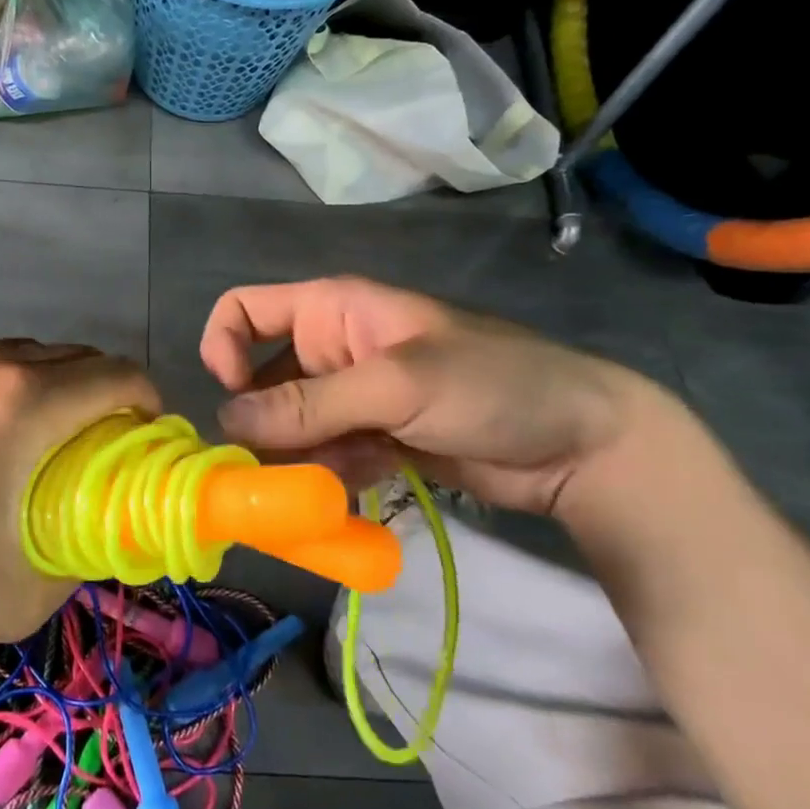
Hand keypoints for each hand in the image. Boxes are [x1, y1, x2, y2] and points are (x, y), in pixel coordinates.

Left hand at [0, 340, 157, 683]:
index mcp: (25, 402)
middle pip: (74, 358)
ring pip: (23, 357)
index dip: (147, 401)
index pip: (117, 375)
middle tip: (97, 446)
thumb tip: (102, 543)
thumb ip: (78, 563)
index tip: (147, 436)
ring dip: (50, 387)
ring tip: (33, 441)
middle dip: (102, 393)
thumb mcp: (16, 595)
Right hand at [201, 276, 688, 519]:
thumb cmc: (492, 386)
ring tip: (315, 492)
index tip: (234, 399)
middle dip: (261, 425)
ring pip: (290, 428)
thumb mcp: (397, 385)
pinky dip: (324, 480)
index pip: (244, 310)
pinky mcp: (372, 440)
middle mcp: (331, 350)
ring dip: (294, 461)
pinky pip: (323, 458)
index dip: (224, 347)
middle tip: (268, 474)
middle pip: (261, 381)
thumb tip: (226, 420)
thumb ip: (311, 403)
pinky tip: (347, 498)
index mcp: (331, 311)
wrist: (585, 445)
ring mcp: (353, 399)